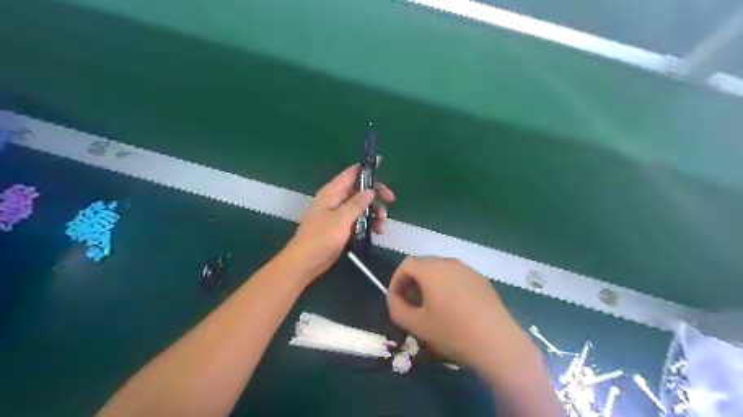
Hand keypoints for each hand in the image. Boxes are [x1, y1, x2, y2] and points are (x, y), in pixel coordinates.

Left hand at [285, 162, 393, 279]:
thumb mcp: (341, 219)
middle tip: (391, 201)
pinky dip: (368, 222)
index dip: (366, 168)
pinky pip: (358, 218)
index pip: (351, 173)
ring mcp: (338, 213)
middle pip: (360, 189)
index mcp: (332, 192)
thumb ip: (357, 203)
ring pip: (361, 205)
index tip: (381, 163)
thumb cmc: (321, 238)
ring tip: (381, 225)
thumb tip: (370, 190)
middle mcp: (336, 199)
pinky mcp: (341, 226)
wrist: (306, 262)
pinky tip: (376, 232)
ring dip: (374, 212)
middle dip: (376, 194)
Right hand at [386, 258, 536, 377]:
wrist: (497, 342)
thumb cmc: (452, 332)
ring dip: (430, 283)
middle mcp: (449, 262)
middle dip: (412, 281)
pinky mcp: (481, 279)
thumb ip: (397, 308)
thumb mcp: (416, 325)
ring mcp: (468, 269)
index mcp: (431, 269)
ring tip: (431, 305)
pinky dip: (447, 285)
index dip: (396, 280)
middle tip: (411, 302)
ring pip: (441, 269)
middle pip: (423, 264)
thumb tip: (395, 299)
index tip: (396, 299)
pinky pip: (457, 276)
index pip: (406, 264)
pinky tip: (454, 307)